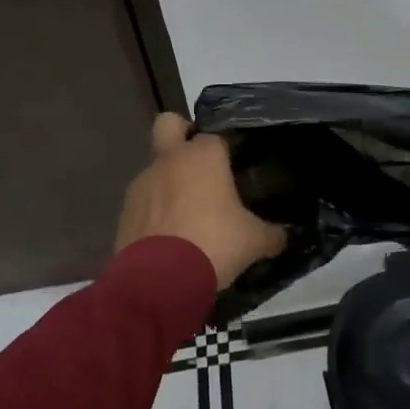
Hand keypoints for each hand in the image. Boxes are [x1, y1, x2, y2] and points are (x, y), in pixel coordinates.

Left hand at [115, 113, 286, 288]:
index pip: (217, 134)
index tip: (239, 166)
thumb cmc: (213, 245)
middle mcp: (169, 160)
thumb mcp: (254, 242)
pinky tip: (173, 236)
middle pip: (169, 124)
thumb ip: (273, 234)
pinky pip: (145, 200)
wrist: (157, 284)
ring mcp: (142, 184)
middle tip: (202, 163)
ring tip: (191, 213)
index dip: (228, 147)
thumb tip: (284, 236)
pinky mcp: (125, 212)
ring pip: (157, 167)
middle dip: (182, 134)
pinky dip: (157, 210)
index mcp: (203, 156)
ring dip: (171, 181)